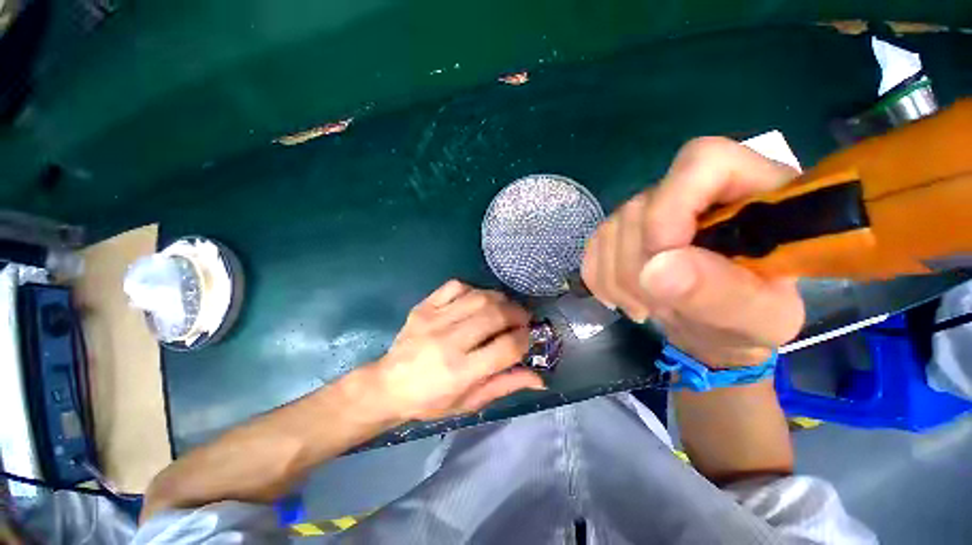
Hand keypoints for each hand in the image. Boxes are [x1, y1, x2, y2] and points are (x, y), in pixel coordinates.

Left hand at [374, 280, 543, 420]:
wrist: (388, 385)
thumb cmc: (431, 400)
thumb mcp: (470, 402)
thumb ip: (504, 385)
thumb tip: (539, 378)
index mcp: (461, 372)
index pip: (507, 347)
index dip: (525, 339)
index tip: (528, 337)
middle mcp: (448, 342)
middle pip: (495, 315)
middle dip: (518, 314)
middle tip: (522, 319)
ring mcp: (434, 320)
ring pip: (479, 297)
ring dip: (500, 299)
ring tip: (505, 308)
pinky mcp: (423, 306)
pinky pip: (456, 286)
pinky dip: (474, 290)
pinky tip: (477, 300)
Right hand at [582, 137, 804, 367]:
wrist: (711, 331)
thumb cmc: (748, 324)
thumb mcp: (758, 321)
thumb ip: (723, 294)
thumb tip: (658, 269)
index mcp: (754, 194)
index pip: (703, 162)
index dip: (671, 208)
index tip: (663, 260)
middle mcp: (693, 191)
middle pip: (641, 206)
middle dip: (640, 266)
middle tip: (659, 306)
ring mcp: (651, 210)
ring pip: (610, 228)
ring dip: (619, 279)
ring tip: (647, 307)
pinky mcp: (622, 231)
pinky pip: (593, 247)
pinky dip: (600, 279)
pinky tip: (622, 297)